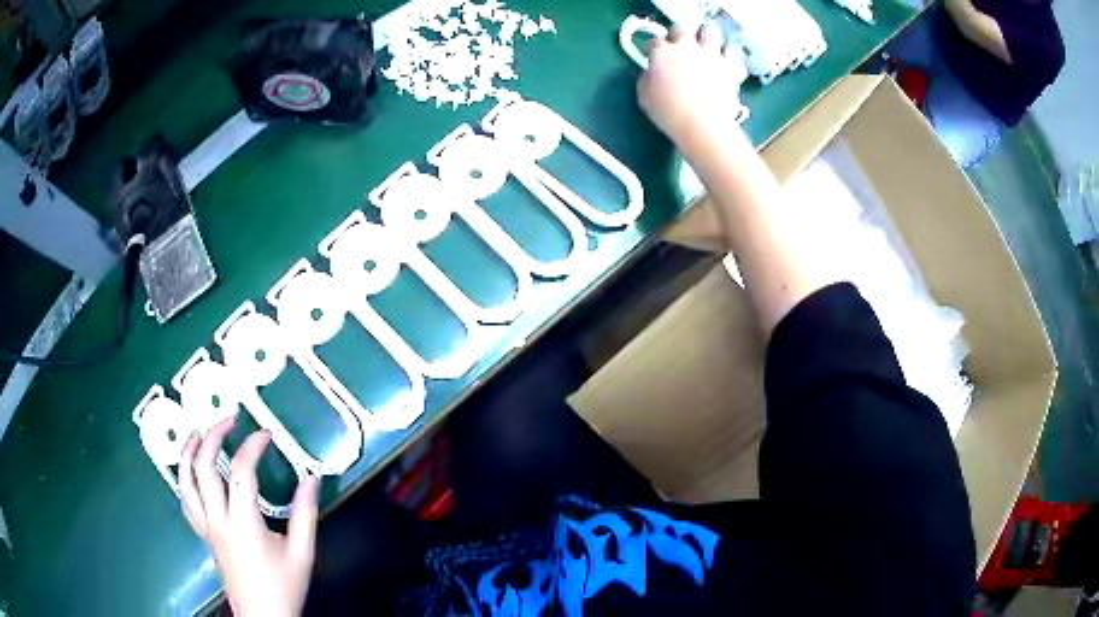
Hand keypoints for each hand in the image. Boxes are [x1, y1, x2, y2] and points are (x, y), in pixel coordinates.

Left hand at [179, 416, 320, 616]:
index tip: (266, 434)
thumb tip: (312, 477)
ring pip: (185, 481)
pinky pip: (185, 500)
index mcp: (243, 523)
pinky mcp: (203, 534)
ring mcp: (206, 526)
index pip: (240, 472)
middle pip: (203, 467)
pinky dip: (184, 477)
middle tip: (228, 419)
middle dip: (213, 436)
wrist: (263, 616)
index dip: (252, 447)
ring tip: (198, 432)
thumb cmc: (283, 586)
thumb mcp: (302, 553)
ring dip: (188, 451)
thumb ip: (306, 514)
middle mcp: (218, 520)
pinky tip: (192, 469)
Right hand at [637, 24, 746, 149]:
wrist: (702, 125)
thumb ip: (648, 78)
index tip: (655, 58)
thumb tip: (653, 73)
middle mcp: (687, 46)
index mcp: (663, 52)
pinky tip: (725, 62)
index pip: (655, 41)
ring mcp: (711, 54)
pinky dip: (729, 55)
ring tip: (705, 49)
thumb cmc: (668, 112)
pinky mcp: (730, 67)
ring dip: (706, 38)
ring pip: (710, 31)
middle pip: (682, 28)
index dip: (654, 49)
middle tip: (680, 47)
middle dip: (679, 35)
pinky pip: (733, 52)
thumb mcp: (644, 96)